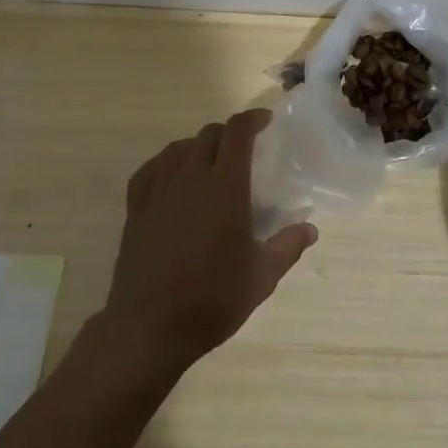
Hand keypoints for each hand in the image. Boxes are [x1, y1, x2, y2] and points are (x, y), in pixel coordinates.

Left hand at [103, 107, 317, 374]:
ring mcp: (159, 190)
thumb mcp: (262, 277)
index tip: (265, 122)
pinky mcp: (136, 208)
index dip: (252, 119)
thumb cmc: (212, 300)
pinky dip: (165, 163)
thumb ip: (288, 246)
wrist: (149, 328)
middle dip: (228, 134)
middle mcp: (191, 177)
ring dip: (198, 146)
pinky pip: (150, 169)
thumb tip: (311, 229)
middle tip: (242, 150)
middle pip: (209, 134)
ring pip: (179, 148)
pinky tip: (171, 175)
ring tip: (209, 162)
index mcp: (225, 186)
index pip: (238, 132)